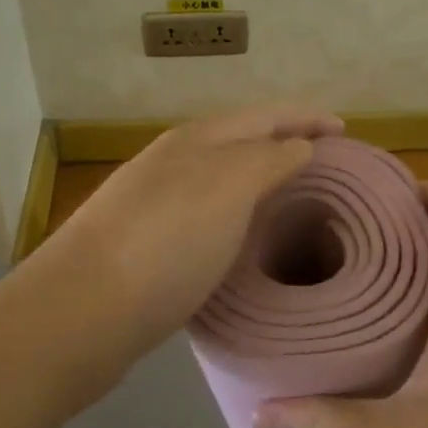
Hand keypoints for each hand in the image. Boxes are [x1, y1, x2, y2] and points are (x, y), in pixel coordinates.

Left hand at [30, 105, 343, 362]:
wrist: (81, 312)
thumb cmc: (165, 244)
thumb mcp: (228, 189)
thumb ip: (268, 160)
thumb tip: (300, 145)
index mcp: (197, 141)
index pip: (265, 115)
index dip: (307, 118)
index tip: (346, 131)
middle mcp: (174, 162)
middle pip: (240, 140)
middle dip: (284, 142)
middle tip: (326, 163)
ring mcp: (155, 201)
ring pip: (220, 177)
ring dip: (259, 177)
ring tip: (294, 195)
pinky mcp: (147, 243)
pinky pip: (206, 212)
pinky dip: (236, 213)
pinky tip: (245, 235)